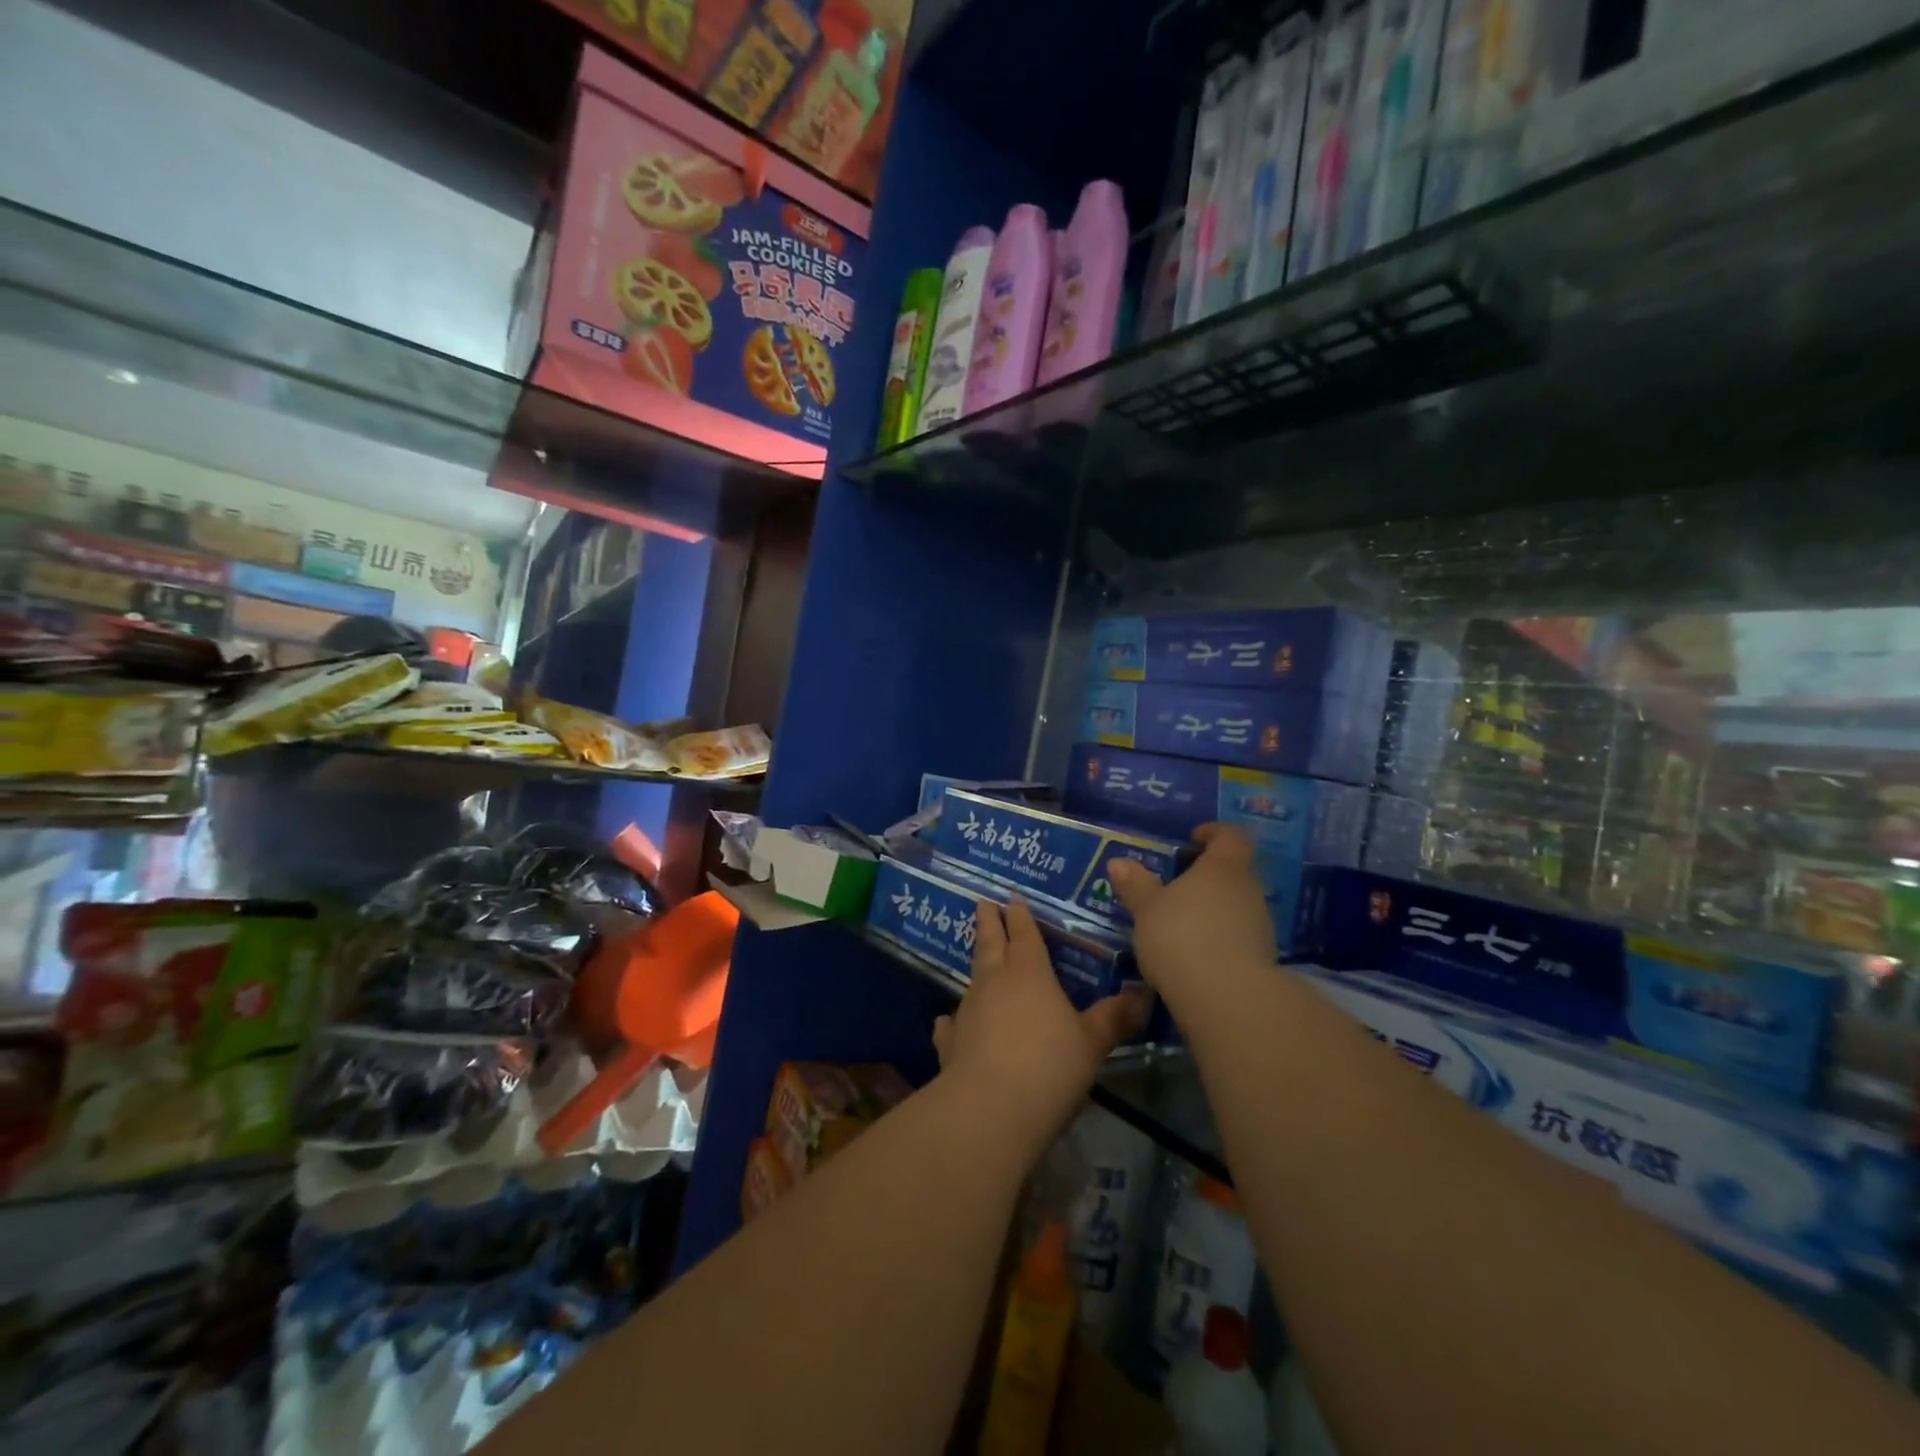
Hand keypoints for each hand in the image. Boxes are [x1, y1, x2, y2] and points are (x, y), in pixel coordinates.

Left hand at [933, 898, 1148, 1156]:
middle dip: (990, 922)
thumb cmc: (1049, 1066)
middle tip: (983, 902)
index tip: (1012, 896)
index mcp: (1030, 972)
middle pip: (992, 943)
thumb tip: (1141, 996)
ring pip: (972, 977)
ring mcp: (968, 1010)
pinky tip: (947, 1021)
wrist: (991, 1108)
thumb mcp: (1092, 1043)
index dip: (1021, 915)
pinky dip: (952, 1020)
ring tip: (979, 957)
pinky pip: (952, 1023)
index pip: (1025, 933)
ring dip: (977, 965)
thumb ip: (1113, 1018)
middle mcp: (995, 982)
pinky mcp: (951, 1042)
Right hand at [1109, 825, 1275, 1006]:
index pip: (1231, 836)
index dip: (1214, 833)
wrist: (1228, 998)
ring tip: (1182, 922)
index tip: (1194, 839)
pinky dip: (1220, 937)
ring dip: (1214, 909)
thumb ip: (1135, 885)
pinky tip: (1196, 953)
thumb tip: (1118, 861)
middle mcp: (1249, 889)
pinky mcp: (1263, 958)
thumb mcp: (1147, 910)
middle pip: (1234, 871)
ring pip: (1237, 905)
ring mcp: (1261, 925)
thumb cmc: (1181, 937)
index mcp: (1223, 867)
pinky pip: (1239, 936)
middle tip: (1178, 885)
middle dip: (1208, 875)